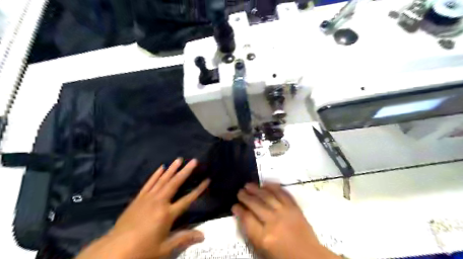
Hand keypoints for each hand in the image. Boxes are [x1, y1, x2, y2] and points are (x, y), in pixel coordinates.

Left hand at [76, 158, 210, 258]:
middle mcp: (159, 202)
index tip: (207, 180)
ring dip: (172, 169)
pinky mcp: (138, 199)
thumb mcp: (164, 248)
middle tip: (194, 160)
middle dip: (185, 171)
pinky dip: (155, 175)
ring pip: (162, 180)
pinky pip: (149, 183)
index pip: (187, 199)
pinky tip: (161, 168)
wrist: (114, 250)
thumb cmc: (142, 250)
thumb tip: (203, 235)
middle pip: (175, 183)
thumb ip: (183, 239)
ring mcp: (147, 198)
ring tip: (179, 159)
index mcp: (167, 214)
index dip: (198, 190)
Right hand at [233, 182, 338, 258]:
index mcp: (264, 237)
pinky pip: (283, 193)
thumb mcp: (262, 249)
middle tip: (240, 192)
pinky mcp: (294, 208)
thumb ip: (250, 231)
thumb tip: (242, 213)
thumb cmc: (282, 255)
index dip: (239, 210)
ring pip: (268, 196)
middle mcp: (274, 222)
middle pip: (256, 205)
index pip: (247, 219)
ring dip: (257, 189)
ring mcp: (285, 212)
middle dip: (245, 197)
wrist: (308, 256)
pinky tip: (266, 183)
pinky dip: (273, 187)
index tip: (234, 205)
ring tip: (248, 185)